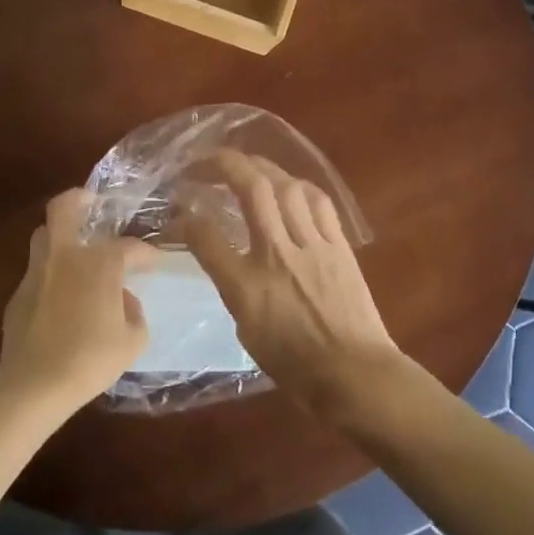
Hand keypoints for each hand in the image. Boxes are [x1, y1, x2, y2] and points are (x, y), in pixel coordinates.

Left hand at [0, 190, 151, 417]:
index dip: (146, 254)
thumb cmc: (91, 359)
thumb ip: (134, 312)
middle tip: (92, 203)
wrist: (34, 385)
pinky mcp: (18, 295)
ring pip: (44, 236)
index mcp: (99, 262)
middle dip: (78, 199)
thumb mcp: (133, 340)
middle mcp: (65, 256)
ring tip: (77, 251)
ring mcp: (36, 273)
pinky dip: (52, 276)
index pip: (129, 247)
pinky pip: (38, 273)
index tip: (155, 262)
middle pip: (63, 209)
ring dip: (61, 236)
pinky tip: (61, 298)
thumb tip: (123, 299)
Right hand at [182, 151, 401, 418]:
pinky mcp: (339, 244)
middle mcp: (277, 255)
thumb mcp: (246, 331)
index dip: (186, 218)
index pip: (206, 237)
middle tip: (207, 160)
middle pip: (251, 190)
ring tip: (248, 166)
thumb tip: (227, 258)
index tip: (179, 211)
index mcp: (246, 287)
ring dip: (262, 168)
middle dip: (225, 164)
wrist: (354, 374)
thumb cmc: (295, 366)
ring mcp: (311, 245)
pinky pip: (318, 201)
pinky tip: (290, 185)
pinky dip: (299, 186)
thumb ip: (233, 287)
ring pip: (286, 186)